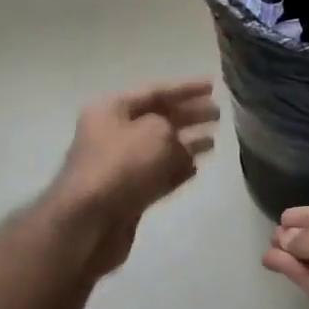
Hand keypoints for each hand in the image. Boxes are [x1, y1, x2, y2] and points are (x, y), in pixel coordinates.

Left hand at [51, 81, 218, 274]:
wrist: (89, 221)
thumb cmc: (121, 166)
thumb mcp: (155, 132)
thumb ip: (173, 128)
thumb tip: (179, 143)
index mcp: (111, 109)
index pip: (155, 91)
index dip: (185, 89)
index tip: (213, 87)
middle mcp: (112, 133)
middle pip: (157, 118)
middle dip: (188, 115)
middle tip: (218, 114)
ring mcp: (118, 166)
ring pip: (159, 149)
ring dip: (186, 144)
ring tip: (214, 140)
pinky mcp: (126, 194)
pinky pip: (156, 175)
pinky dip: (176, 170)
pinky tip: (196, 168)